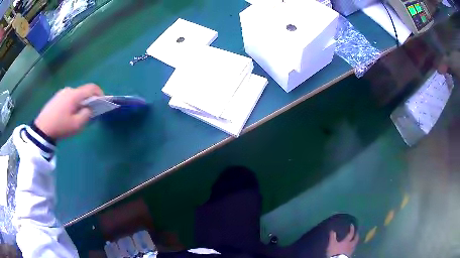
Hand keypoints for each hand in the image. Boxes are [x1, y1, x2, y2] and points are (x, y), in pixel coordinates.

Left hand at [35, 84, 102, 139]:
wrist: (42, 128)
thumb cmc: (60, 127)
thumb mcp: (76, 125)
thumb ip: (86, 115)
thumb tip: (89, 109)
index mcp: (75, 95)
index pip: (91, 88)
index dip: (100, 93)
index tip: (102, 102)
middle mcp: (69, 90)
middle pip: (83, 92)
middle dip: (88, 101)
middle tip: (87, 113)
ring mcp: (62, 92)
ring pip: (76, 95)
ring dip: (79, 103)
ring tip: (76, 116)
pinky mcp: (56, 97)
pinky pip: (68, 97)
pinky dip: (72, 103)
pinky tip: (67, 114)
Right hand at [326, 224, 358, 257]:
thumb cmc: (335, 251)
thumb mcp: (332, 244)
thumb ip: (332, 237)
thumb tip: (333, 230)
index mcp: (347, 241)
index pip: (351, 233)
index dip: (352, 229)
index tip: (352, 225)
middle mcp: (351, 244)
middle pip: (355, 239)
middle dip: (356, 235)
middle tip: (356, 232)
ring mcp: (351, 250)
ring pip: (355, 244)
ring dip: (355, 241)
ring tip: (354, 239)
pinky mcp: (350, 254)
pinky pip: (353, 249)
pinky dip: (353, 247)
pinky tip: (351, 247)